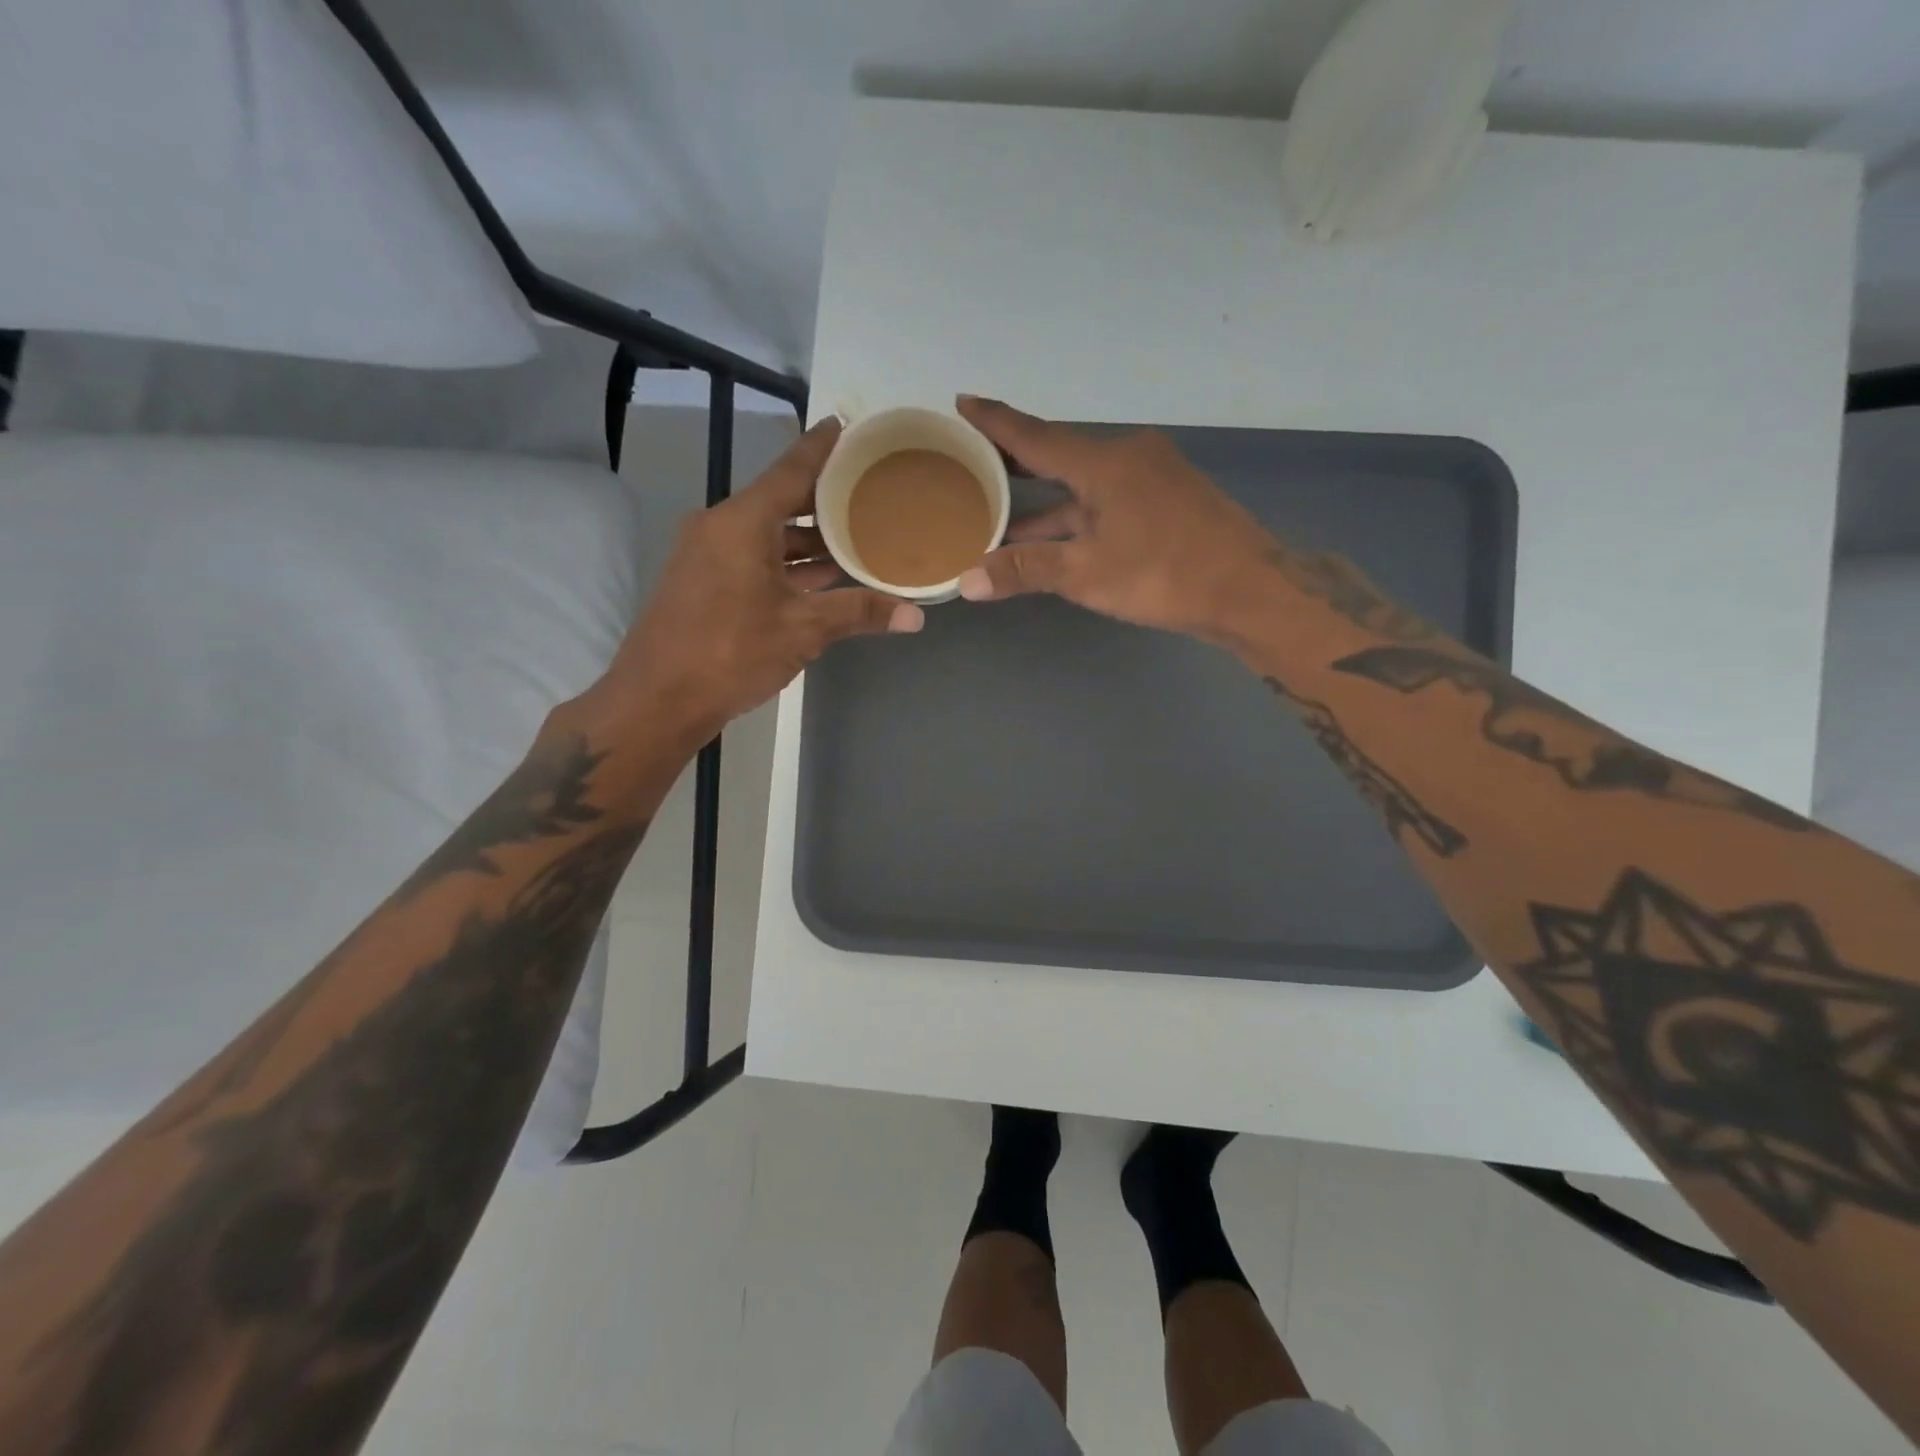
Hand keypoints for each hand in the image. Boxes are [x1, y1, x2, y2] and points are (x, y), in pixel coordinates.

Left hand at [580, 417, 923, 748]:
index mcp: (742, 522)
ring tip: (858, 535)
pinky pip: (754, 557)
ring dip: (809, 538)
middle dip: (824, 499)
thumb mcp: (802, 630)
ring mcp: (708, 555)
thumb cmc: (730, 652)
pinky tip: (822, 576)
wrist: (657, 699)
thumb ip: (858, 613)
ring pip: (768, 534)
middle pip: (781, 501)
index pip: (791, 470)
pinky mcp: (705, 582)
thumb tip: (916, 617)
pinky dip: (788, 562)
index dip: (821, 447)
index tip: (845, 424)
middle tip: (870, 490)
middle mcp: (721, 527)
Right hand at [954, 397, 1279, 640]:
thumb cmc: (1164, 575)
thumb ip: (1025, 571)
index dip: (995, 421)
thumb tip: (965, 581)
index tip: (962, 402)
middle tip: (973, 459)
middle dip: (1014, 460)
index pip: (1035, 435)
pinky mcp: (1167, 500)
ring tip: (999, 510)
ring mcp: (1152, 477)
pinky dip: (1075, 513)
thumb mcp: (1086, 574)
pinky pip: (1106, 498)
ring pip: (1083, 483)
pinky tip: (1054, 534)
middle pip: (1058, 454)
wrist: (1249, 589)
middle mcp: (1127, 456)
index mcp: (1104, 462)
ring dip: (1043, 500)